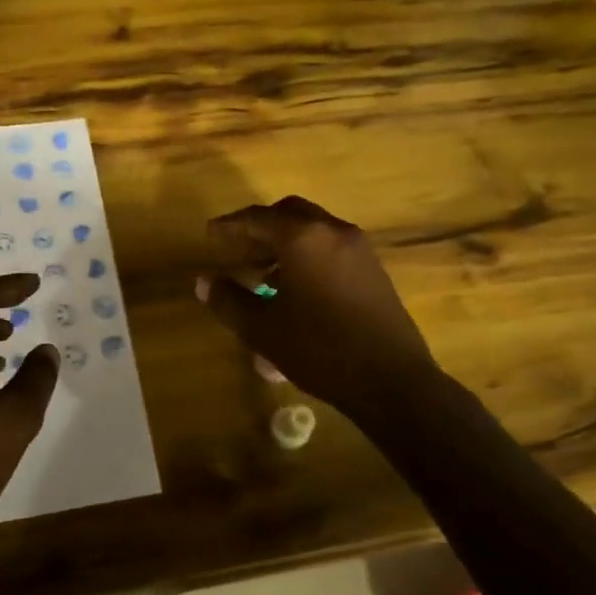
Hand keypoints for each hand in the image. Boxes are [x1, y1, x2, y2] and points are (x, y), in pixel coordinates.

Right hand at [197, 196, 436, 417]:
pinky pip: (331, 246)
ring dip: (285, 241)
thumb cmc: (319, 349)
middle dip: (260, 227)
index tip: (210, 234)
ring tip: (262, 273)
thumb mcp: (262, 328)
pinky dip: (307, 253)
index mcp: (303, 238)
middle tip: (238, 247)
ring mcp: (358, 249)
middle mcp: (333, 232)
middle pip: (289, 213)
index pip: (257, 218)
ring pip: (313, 229)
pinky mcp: (373, 270)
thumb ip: (228, 300)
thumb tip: (204, 281)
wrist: (392, 381)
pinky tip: (295, 287)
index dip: (230, 225)